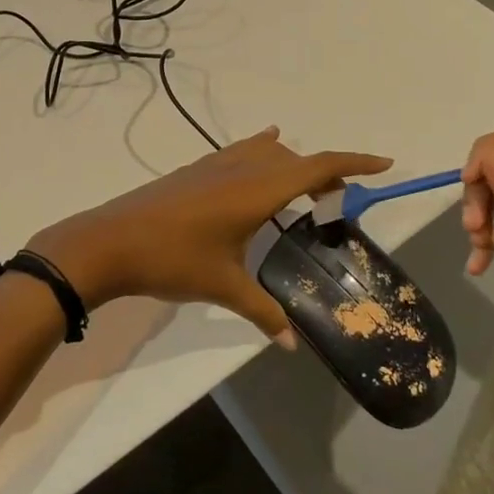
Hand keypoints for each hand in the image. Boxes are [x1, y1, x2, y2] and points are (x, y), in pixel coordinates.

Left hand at [28, 128, 391, 345]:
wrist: (109, 241)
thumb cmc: (172, 260)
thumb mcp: (223, 286)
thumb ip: (263, 312)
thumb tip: (292, 343)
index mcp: (257, 189)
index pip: (317, 167)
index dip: (353, 164)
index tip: (384, 165)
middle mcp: (241, 167)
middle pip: (295, 159)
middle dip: (323, 174)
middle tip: (337, 204)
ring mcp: (215, 164)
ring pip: (267, 152)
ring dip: (291, 165)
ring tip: (304, 191)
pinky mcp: (195, 169)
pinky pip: (242, 150)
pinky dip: (263, 152)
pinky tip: (264, 150)